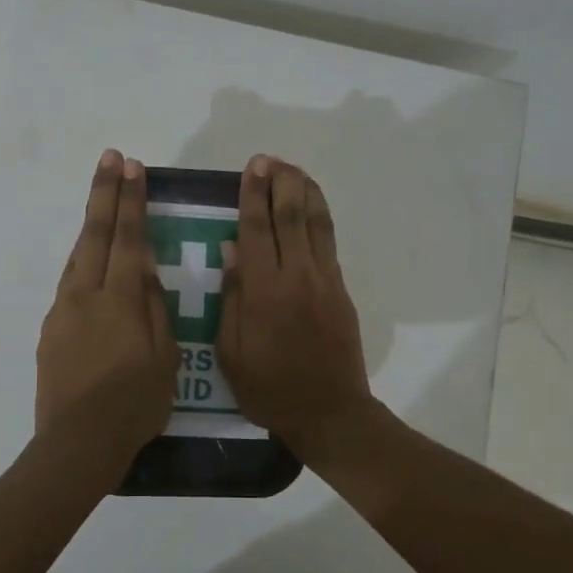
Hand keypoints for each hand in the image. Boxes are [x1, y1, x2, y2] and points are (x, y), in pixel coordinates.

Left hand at [33, 149, 178, 490]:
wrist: (77, 444)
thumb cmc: (134, 404)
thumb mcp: (164, 357)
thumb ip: (153, 306)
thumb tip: (144, 264)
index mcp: (118, 299)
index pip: (127, 237)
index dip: (130, 200)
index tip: (132, 167)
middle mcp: (85, 295)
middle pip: (94, 234)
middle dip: (105, 193)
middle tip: (111, 159)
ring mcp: (63, 311)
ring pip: (78, 256)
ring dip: (91, 224)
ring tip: (102, 200)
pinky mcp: (51, 330)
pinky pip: (70, 284)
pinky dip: (82, 262)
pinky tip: (91, 265)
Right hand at [217, 156, 372, 452]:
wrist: (330, 412)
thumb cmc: (270, 389)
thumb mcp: (232, 353)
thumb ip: (232, 298)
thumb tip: (231, 250)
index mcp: (264, 291)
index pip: (256, 229)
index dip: (253, 195)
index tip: (251, 168)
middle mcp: (297, 276)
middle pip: (290, 216)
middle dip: (280, 183)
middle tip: (270, 160)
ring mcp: (324, 280)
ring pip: (316, 223)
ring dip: (305, 191)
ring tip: (293, 170)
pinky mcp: (341, 290)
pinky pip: (329, 242)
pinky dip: (321, 216)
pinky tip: (312, 205)